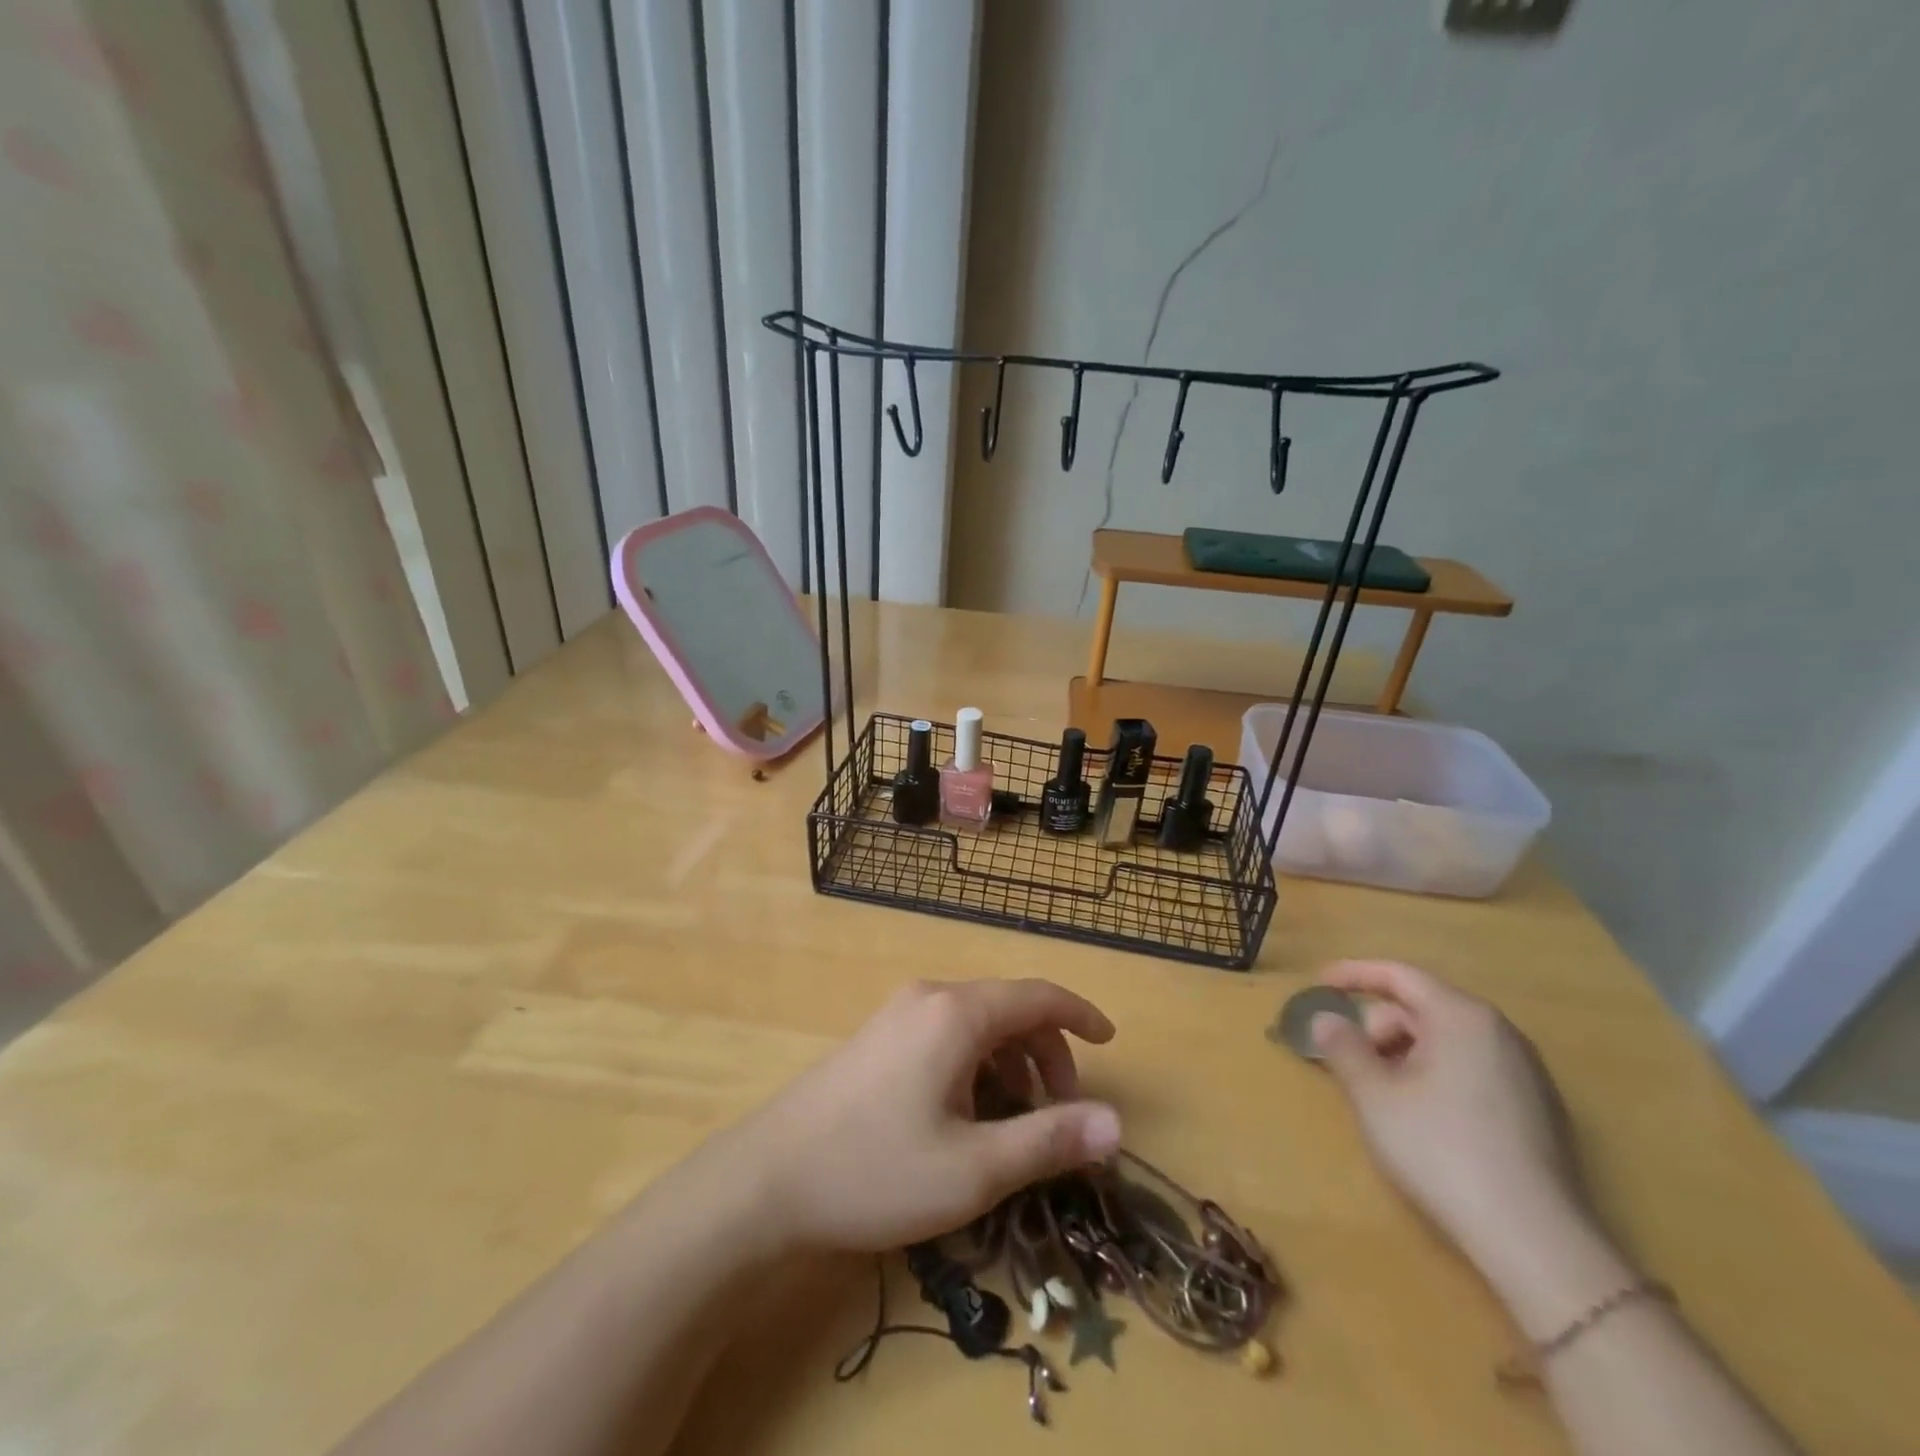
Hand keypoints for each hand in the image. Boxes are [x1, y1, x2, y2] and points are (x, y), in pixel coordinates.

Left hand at [731, 978, 1121, 1254]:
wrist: (767, 1180)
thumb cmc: (876, 1171)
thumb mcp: (975, 1169)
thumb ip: (1049, 1140)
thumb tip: (1116, 1124)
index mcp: (957, 1013)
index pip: (1038, 995)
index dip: (1081, 1015)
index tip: (1111, 1042)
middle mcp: (930, 997)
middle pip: (1009, 1009)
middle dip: (1046, 1055)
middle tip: (1059, 1116)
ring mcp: (898, 1014)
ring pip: (977, 1024)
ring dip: (1010, 1064)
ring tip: (1012, 1125)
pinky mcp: (878, 1037)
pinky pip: (946, 1035)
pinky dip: (976, 1065)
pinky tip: (965, 1116)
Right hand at [1310, 960, 1586, 1266]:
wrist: (1535, 1241)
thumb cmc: (1441, 1151)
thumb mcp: (1373, 1095)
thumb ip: (1342, 1047)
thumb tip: (1326, 1019)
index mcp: (1461, 1016)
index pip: (1399, 975)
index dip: (1354, 974)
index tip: (1319, 983)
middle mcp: (1499, 1032)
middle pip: (1422, 1008)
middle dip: (1378, 1028)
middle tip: (1350, 1063)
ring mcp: (1526, 1072)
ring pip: (1446, 1041)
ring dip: (1404, 1055)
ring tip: (1382, 1094)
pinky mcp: (1538, 1110)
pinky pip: (1471, 1068)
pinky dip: (1435, 1075)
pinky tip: (1423, 1118)